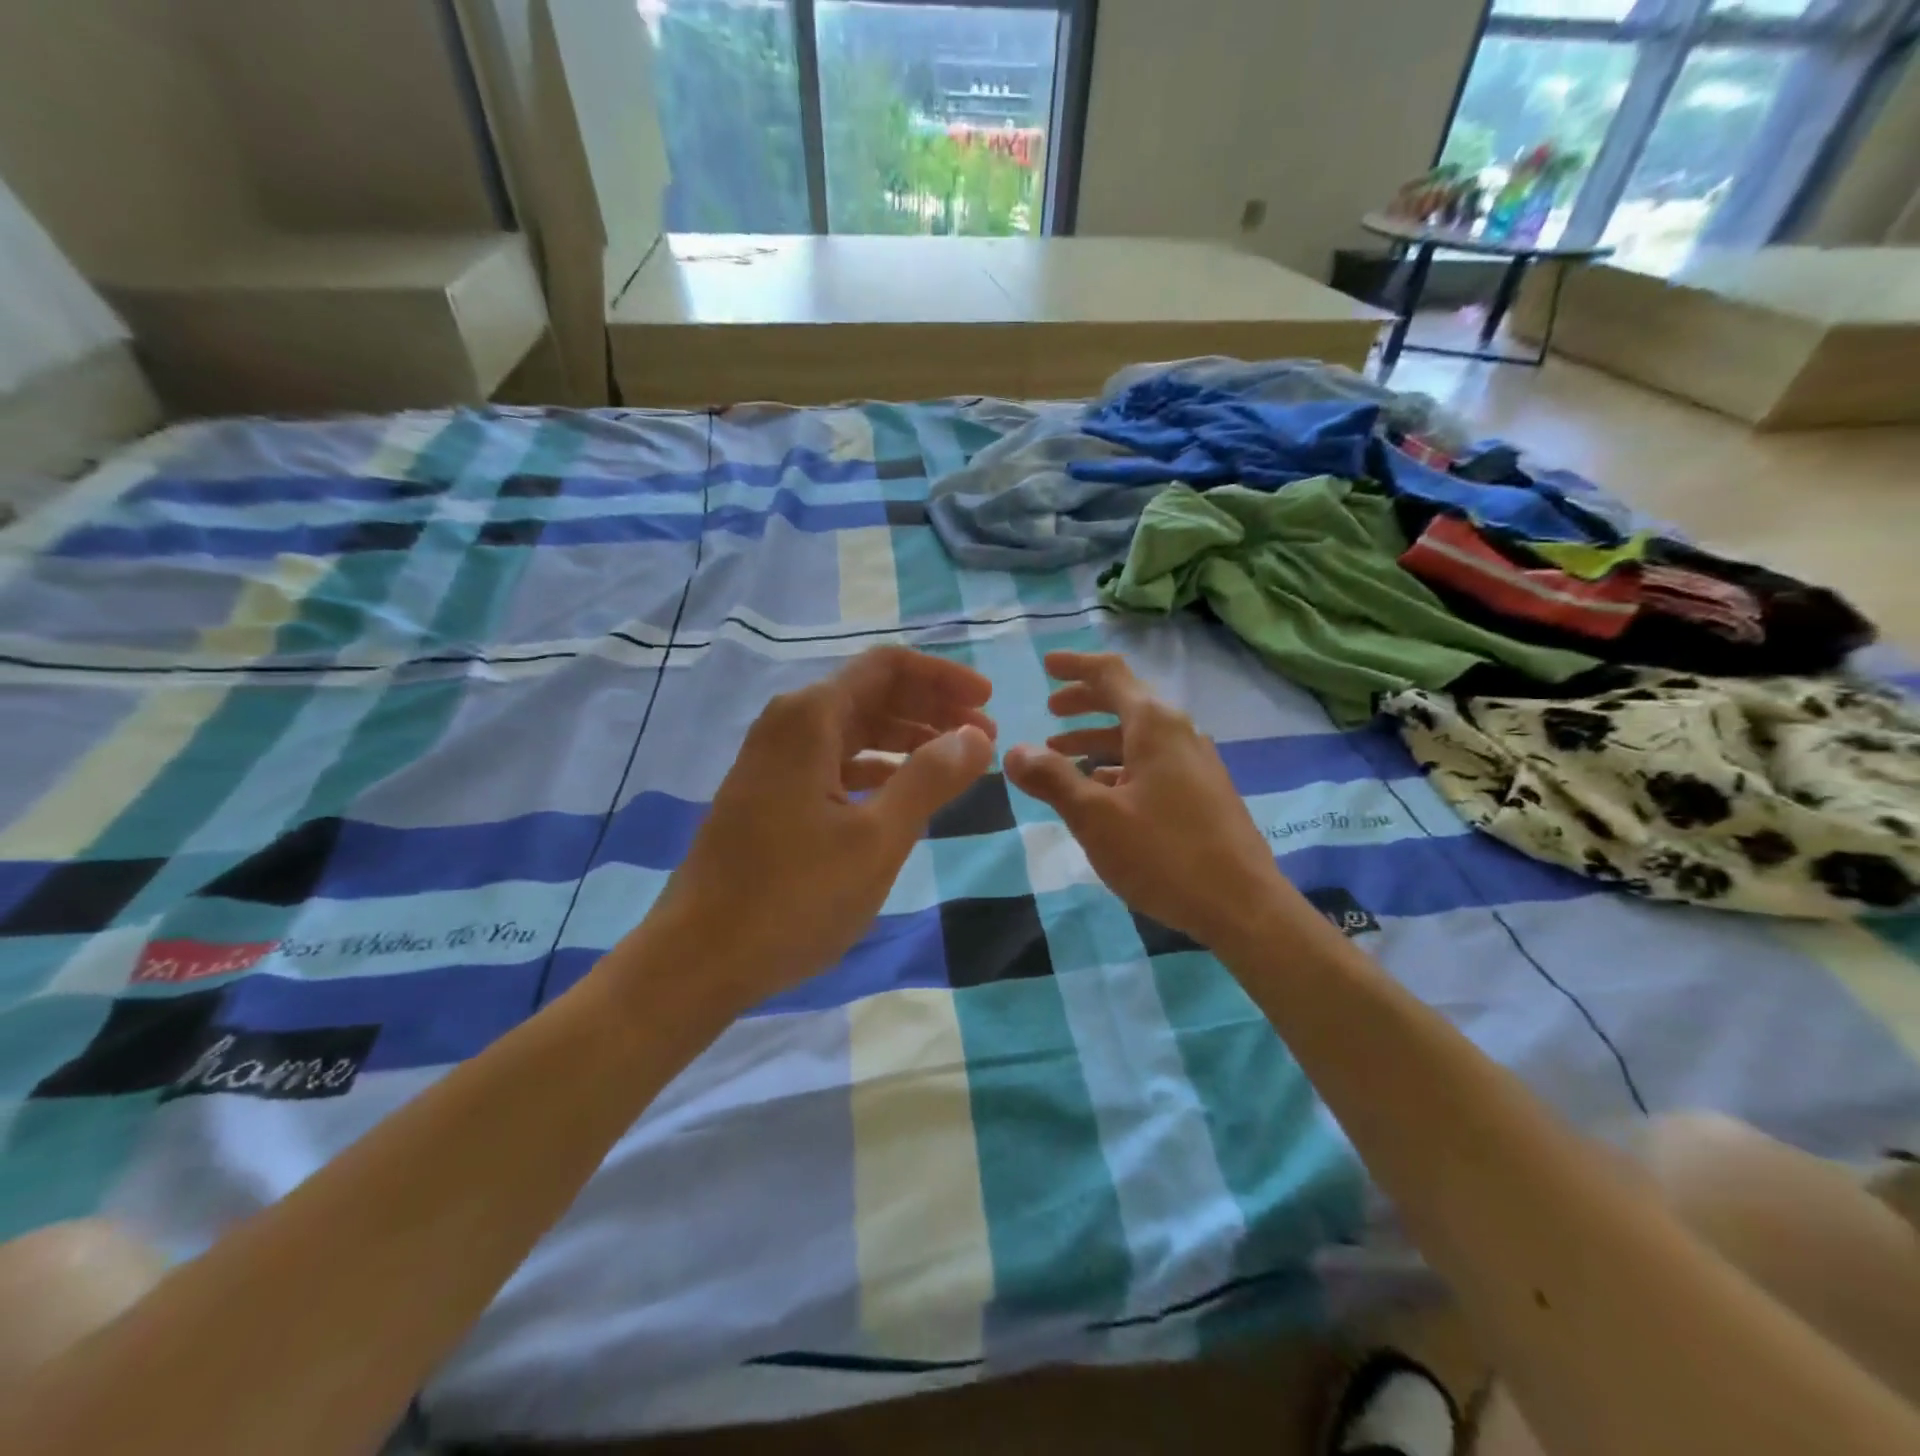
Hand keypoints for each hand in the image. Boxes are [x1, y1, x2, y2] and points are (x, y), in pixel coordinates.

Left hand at [634, 647, 995, 1014]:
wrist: (698, 959)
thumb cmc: (793, 896)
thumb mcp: (876, 838)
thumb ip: (929, 778)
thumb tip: (975, 735)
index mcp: (811, 717)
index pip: (889, 667)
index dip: (944, 678)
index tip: (988, 701)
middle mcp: (788, 724)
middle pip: (872, 693)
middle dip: (931, 708)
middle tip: (982, 738)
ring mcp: (773, 761)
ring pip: (853, 730)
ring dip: (906, 739)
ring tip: (955, 766)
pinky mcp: (769, 795)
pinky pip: (833, 763)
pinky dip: (875, 768)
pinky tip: (902, 794)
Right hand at [1003, 651, 1287, 952]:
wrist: (1243, 905)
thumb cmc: (1164, 853)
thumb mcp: (1095, 816)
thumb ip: (1052, 779)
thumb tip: (1014, 751)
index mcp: (1154, 725)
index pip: (1110, 674)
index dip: (1075, 665)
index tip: (1045, 665)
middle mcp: (1178, 733)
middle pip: (1125, 701)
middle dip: (1083, 702)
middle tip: (1049, 710)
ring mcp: (1194, 763)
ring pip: (1136, 736)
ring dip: (1096, 738)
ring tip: (1059, 755)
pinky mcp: (1201, 792)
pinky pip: (1151, 762)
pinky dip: (1118, 764)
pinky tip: (1100, 789)